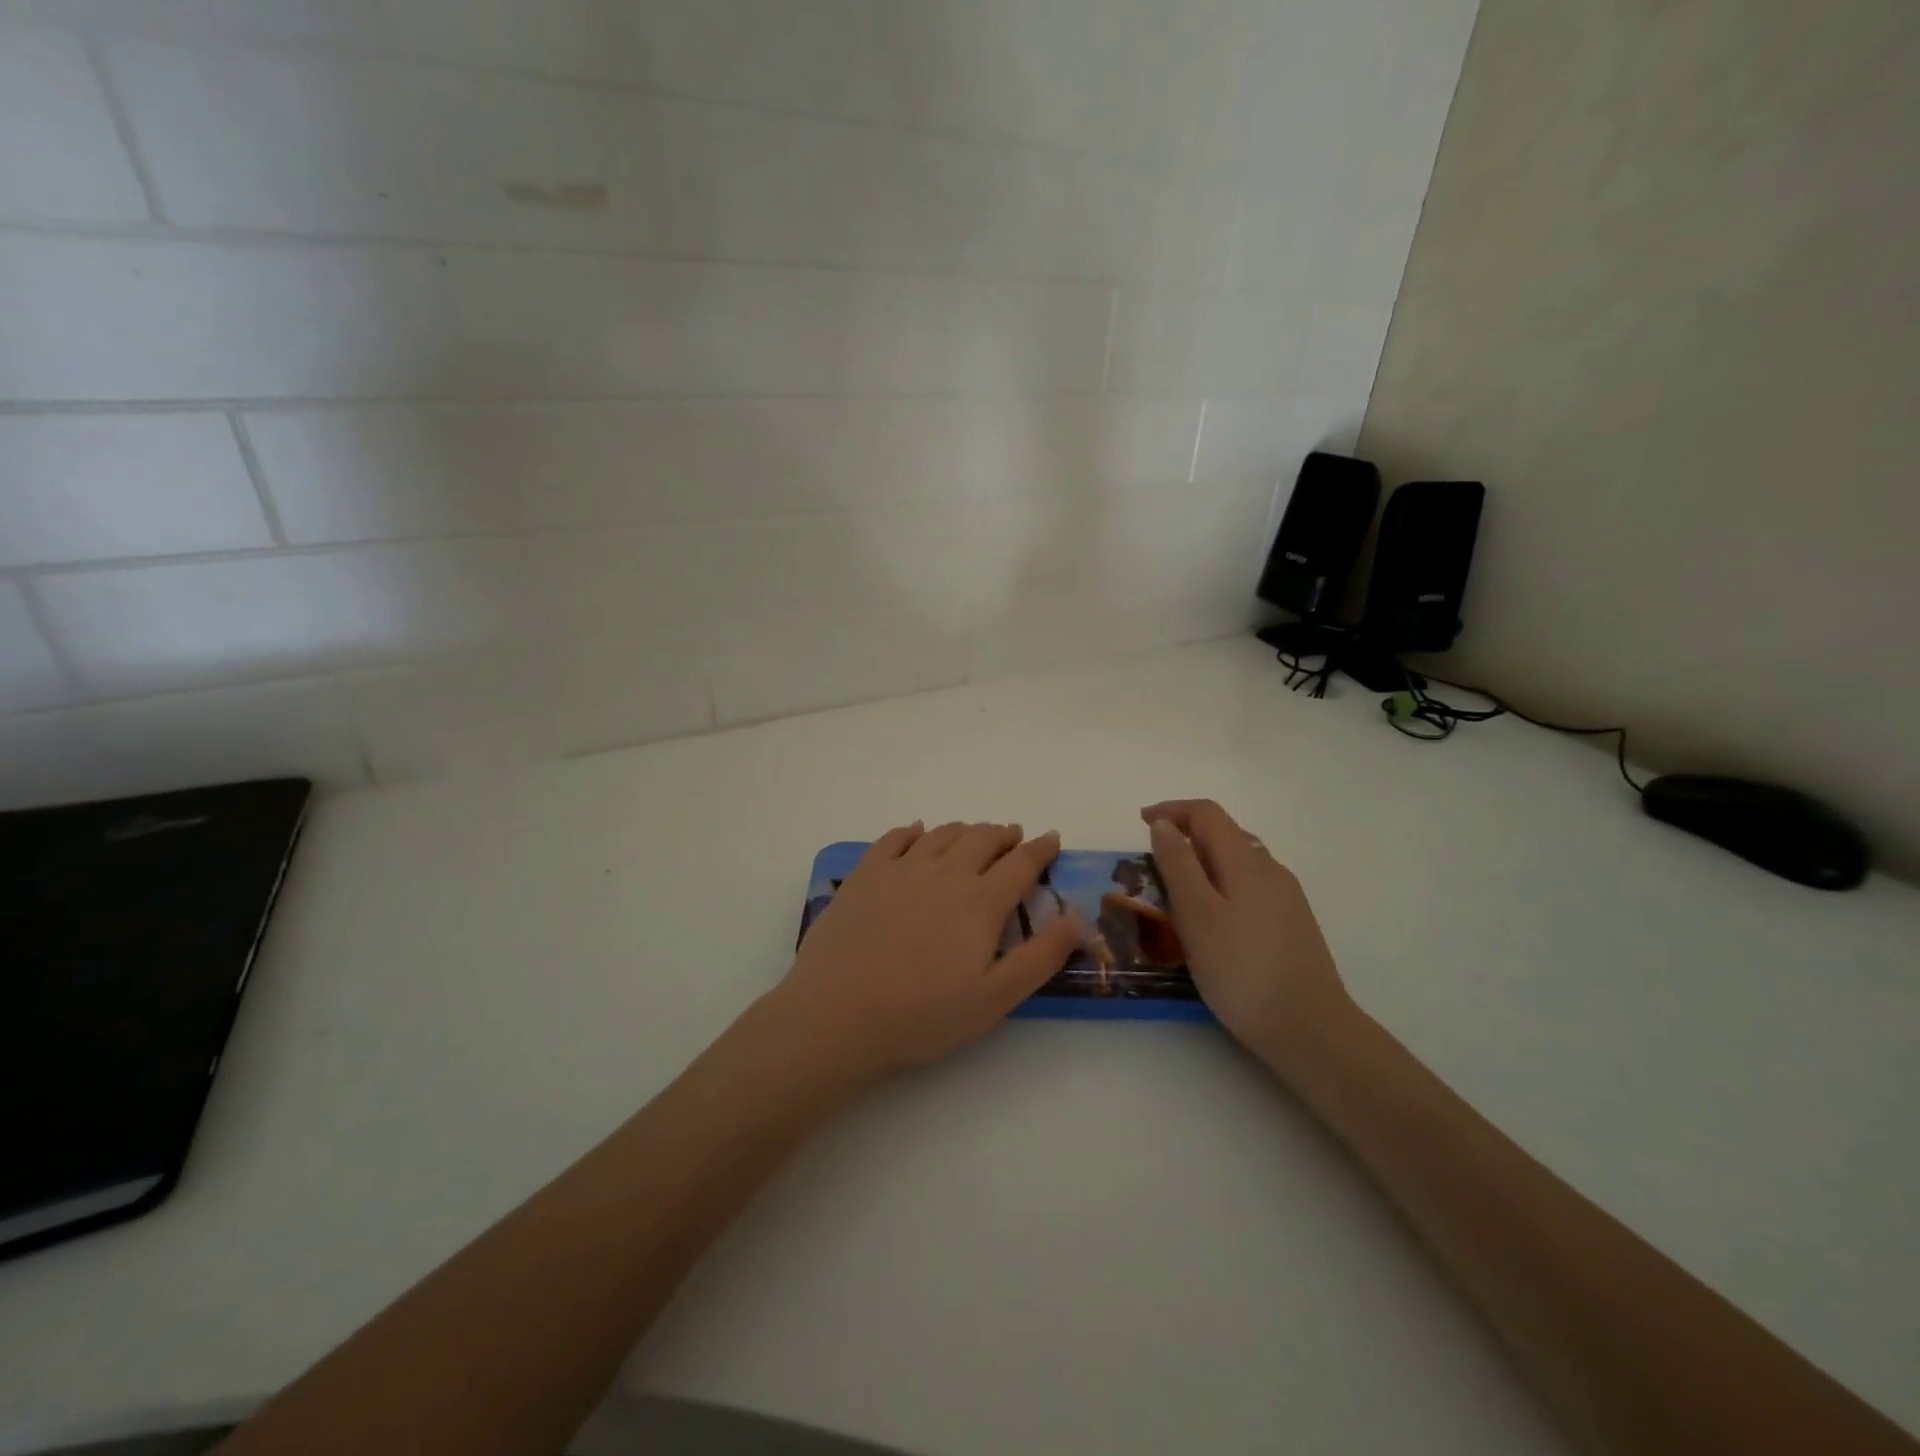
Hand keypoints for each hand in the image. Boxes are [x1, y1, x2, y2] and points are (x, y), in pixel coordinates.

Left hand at [773, 821, 1085, 1082]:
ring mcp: (901, 868)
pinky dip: (914, 831)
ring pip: (942, 834)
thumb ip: (1042, 956)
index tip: (1051, 838)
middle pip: (982, 839)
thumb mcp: (996, 997)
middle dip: (1004, 834)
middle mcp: (945, 872)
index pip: (1021, 863)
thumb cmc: (923, 1014)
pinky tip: (918, 832)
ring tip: (974, 834)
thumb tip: (1080, 919)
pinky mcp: (865, 873)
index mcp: (981, 901)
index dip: (1040, 848)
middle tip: (1013, 837)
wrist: (839, 1013)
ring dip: (965, 830)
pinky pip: (895, 838)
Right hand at [1141, 800, 1351, 1067]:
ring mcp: (1286, 898)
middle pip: (1225, 833)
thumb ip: (1178, 865)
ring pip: (1238, 861)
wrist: (1310, 1030)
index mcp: (1246, 862)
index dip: (1171, 810)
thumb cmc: (1242, 971)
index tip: (1139, 823)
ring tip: (1175, 892)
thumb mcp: (1196, 915)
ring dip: (1203, 861)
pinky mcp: (1292, 924)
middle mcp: (1270, 870)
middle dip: (1185, 835)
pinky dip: (1221, 884)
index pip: (1207, 813)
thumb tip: (1163, 824)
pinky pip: (1250, 886)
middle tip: (1151, 863)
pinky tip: (1211, 919)